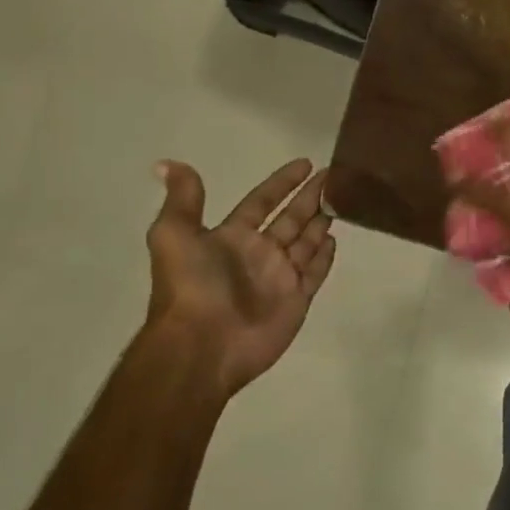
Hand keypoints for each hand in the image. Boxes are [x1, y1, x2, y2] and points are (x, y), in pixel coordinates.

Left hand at [145, 158, 336, 394]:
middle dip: (310, 197)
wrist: (201, 346)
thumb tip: (167, 164)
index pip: (262, 202)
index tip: (305, 163)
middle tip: (335, 175)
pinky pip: (315, 272)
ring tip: (342, 199)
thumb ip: (183, 200)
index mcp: (232, 237)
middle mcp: (258, 253)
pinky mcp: (296, 300)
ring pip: (306, 241)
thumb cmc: (191, 286)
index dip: (282, 183)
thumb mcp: (174, 235)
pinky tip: (335, 239)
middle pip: (291, 218)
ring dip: (321, 221)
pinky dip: (325, 257)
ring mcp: (279, 277)